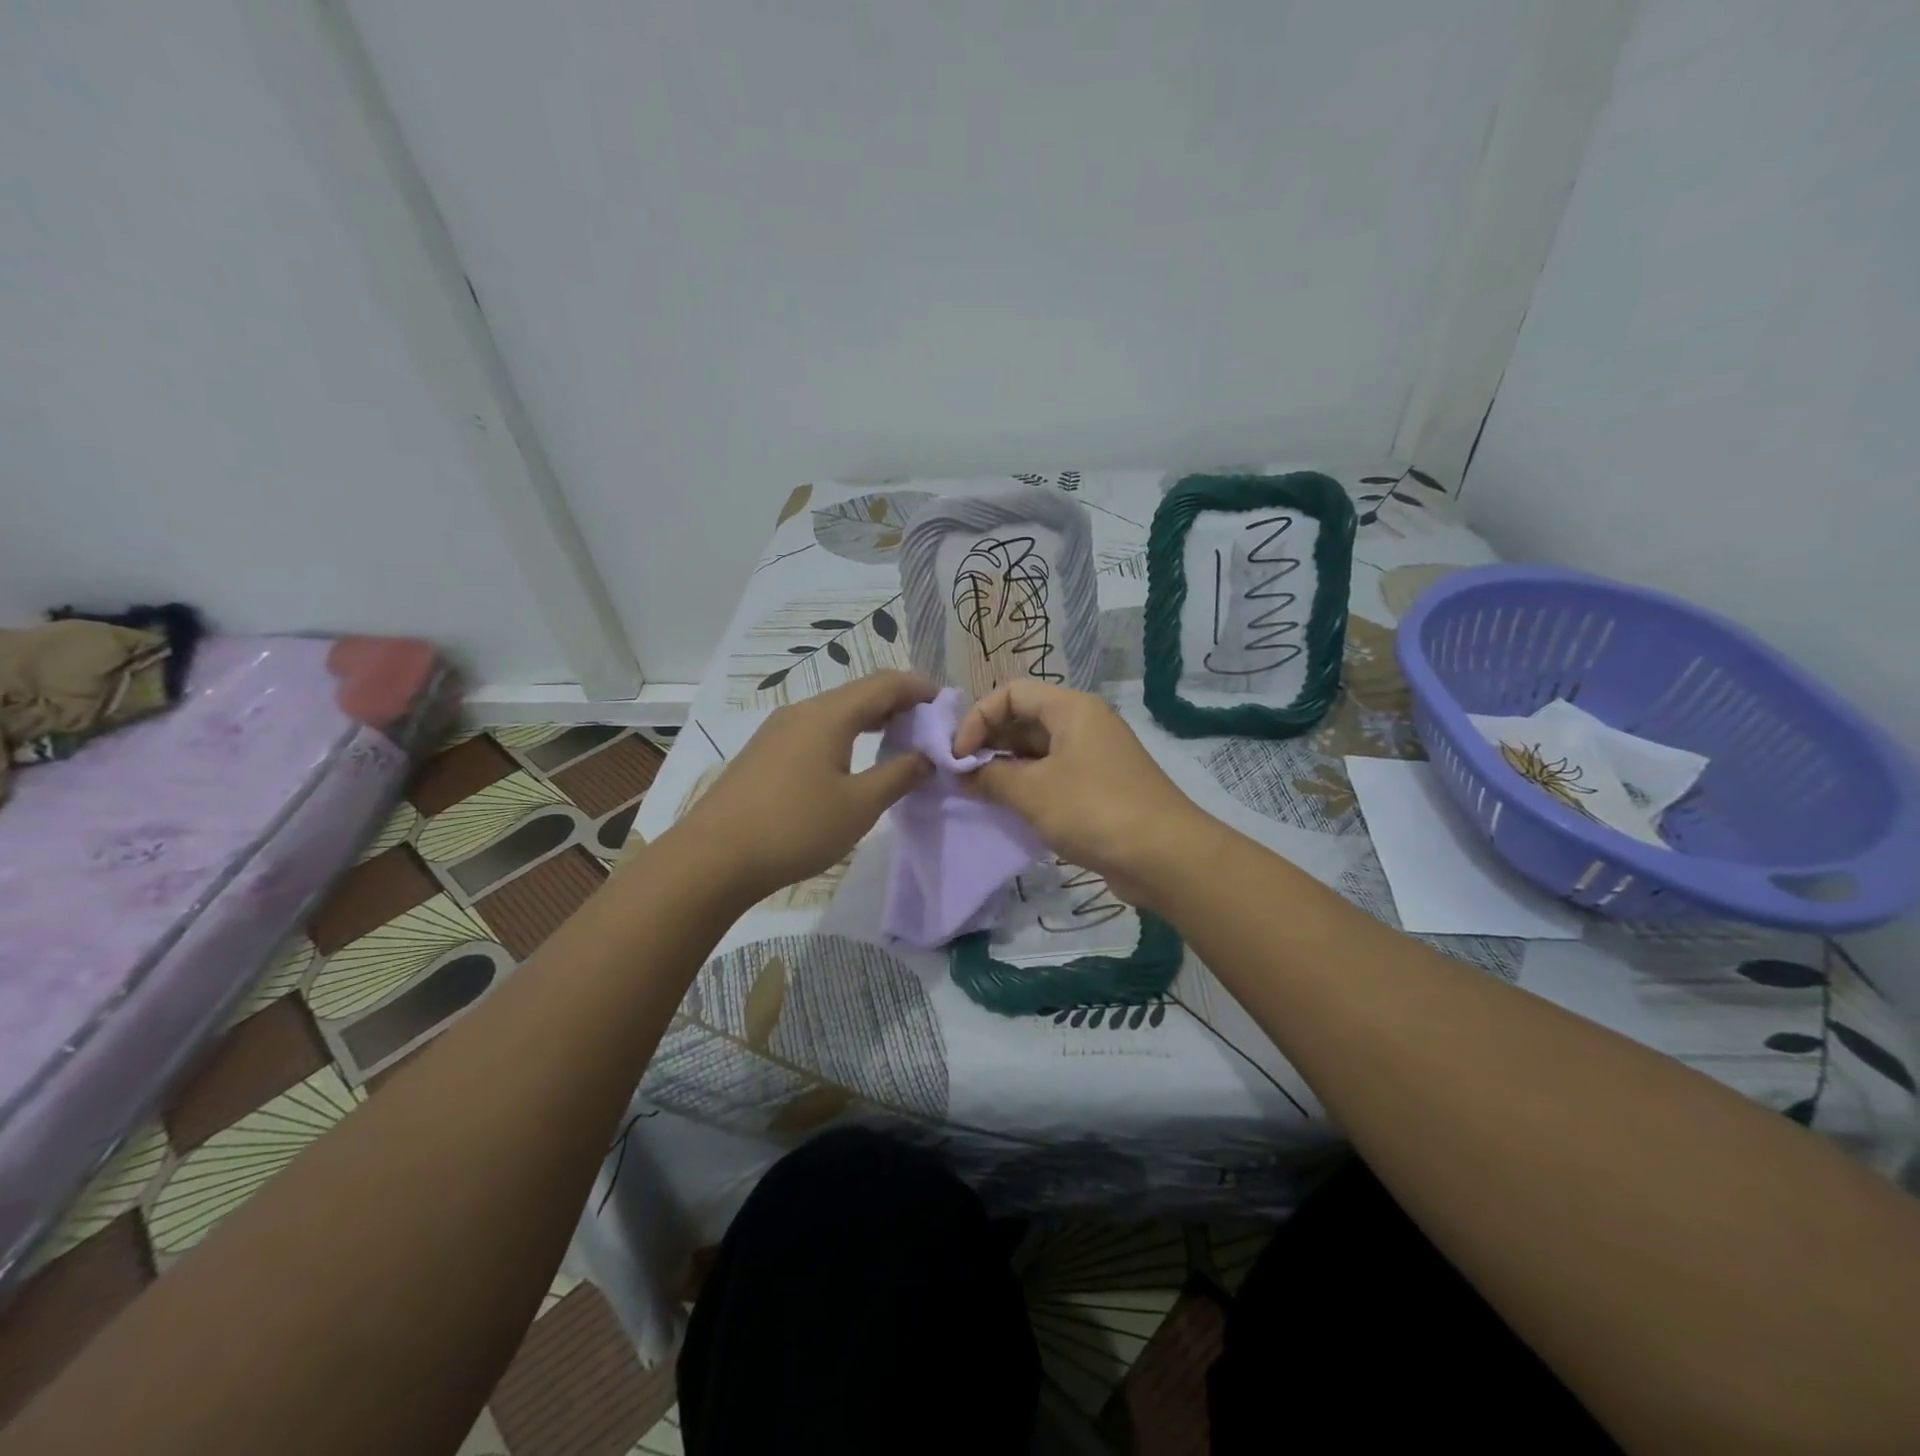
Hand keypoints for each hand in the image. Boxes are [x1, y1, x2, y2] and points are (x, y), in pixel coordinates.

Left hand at [674, 671, 935, 904]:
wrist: (713, 858)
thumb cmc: (795, 828)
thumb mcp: (859, 806)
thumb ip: (899, 775)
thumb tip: (928, 756)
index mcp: (828, 715)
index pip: (884, 684)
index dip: (919, 688)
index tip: (946, 704)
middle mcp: (802, 711)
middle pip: (858, 692)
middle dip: (897, 703)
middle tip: (927, 725)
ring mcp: (777, 730)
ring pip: (834, 711)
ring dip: (870, 719)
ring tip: (897, 740)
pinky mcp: (763, 752)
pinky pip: (815, 729)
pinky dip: (845, 733)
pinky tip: (852, 759)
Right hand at [953, 682, 1210, 906]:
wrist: (1164, 857)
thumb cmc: (1093, 809)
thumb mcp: (1032, 792)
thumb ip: (989, 777)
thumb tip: (961, 772)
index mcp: (1071, 708)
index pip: (1011, 693)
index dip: (979, 717)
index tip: (958, 755)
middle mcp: (1084, 724)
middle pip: (1024, 720)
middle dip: (990, 744)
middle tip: (962, 777)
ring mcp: (1094, 757)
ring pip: (1038, 752)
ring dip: (1006, 770)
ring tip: (979, 795)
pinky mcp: (1100, 788)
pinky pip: (1054, 777)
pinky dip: (1029, 788)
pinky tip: (1009, 811)